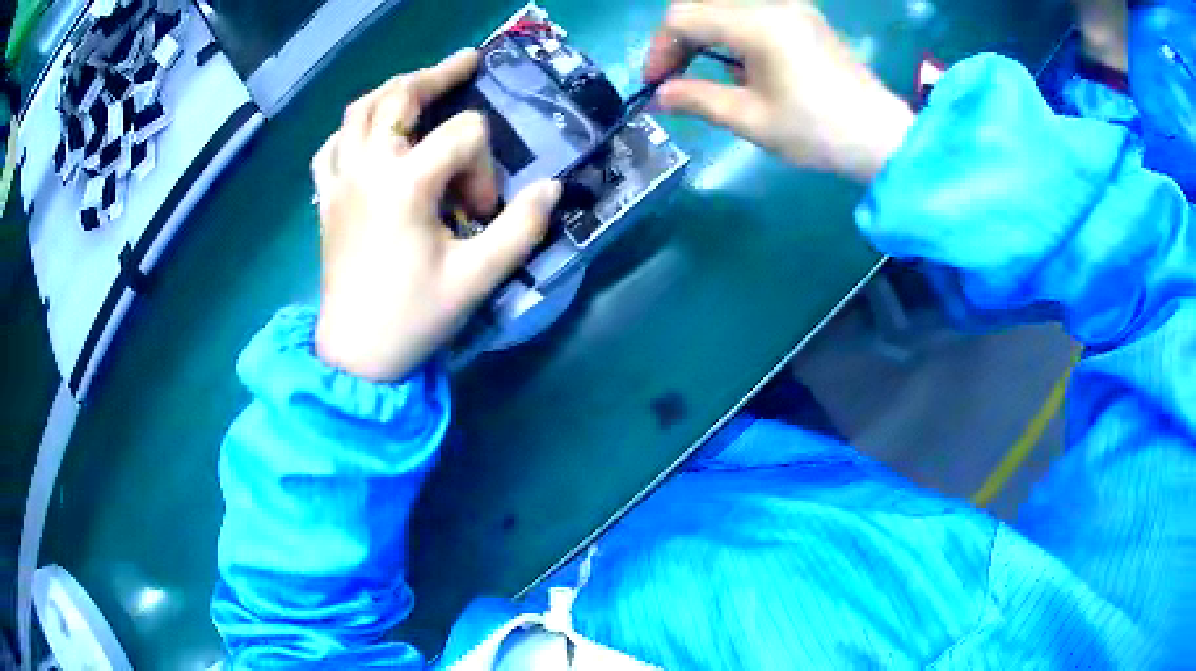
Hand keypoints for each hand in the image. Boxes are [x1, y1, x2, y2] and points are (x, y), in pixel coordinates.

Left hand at [312, 49, 561, 381]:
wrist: (356, 354)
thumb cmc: (415, 317)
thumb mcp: (478, 277)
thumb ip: (521, 227)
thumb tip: (551, 188)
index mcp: (405, 184)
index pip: (462, 137)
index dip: (483, 166)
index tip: (482, 210)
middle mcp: (368, 168)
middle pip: (399, 95)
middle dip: (438, 75)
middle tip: (466, 63)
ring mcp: (341, 181)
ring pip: (359, 111)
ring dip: (392, 90)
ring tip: (418, 86)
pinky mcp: (327, 199)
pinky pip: (331, 146)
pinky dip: (351, 130)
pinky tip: (367, 135)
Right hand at [645, 0, 914, 181]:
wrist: (882, 137)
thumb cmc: (818, 131)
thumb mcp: (752, 120)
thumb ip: (698, 99)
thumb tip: (661, 94)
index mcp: (757, 23)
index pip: (684, 17)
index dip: (660, 49)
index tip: (656, 85)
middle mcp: (772, 3)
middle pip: (701, 3)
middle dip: (678, 37)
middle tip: (673, 75)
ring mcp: (791, 7)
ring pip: (724, 4)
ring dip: (702, 32)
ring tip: (698, 69)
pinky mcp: (803, 17)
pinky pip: (750, 10)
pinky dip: (729, 30)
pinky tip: (735, 61)